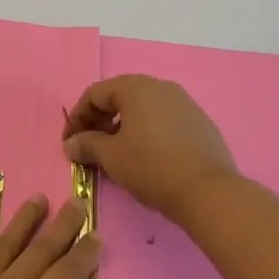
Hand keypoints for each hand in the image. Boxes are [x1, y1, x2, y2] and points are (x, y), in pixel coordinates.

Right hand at [62, 75, 238, 223]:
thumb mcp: (112, 157)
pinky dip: (147, 132)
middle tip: (89, 148)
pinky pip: (163, 120)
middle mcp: (159, 86)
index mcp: (135, 87)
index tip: (69, 143)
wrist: (209, 191)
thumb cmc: (152, 167)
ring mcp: (183, 102)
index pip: (95, 94)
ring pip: (142, 109)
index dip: (77, 117)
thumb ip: (87, 145)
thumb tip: (71, 144)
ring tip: (116, 154)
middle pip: (119, 97)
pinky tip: (146, 157)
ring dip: (123, 127)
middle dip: (99, 121)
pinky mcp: (199, 121)